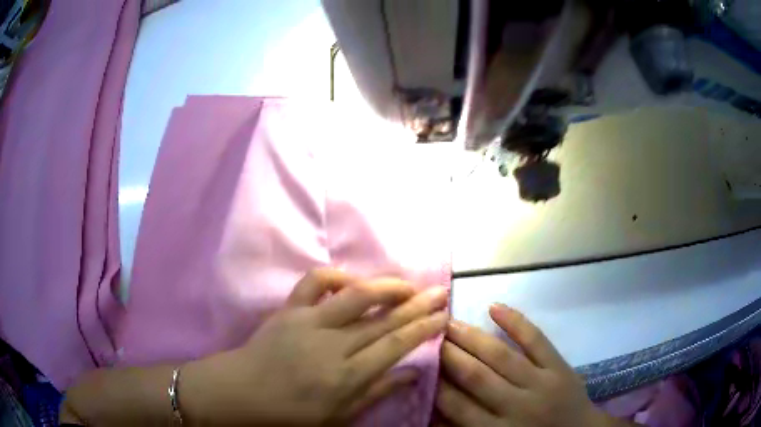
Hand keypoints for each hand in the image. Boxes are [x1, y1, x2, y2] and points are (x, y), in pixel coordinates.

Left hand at [182, 268, 448, 425]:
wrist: (241, 392)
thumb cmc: (290, 413)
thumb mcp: (338, 416)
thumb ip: (376, 393)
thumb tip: (411, 373)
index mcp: (346, 375)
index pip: (395, 345)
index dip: (423, 328)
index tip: (443, 315)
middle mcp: (333, 345)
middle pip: (384, 319)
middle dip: (417, 304)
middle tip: (441, 290)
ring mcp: (309, 322)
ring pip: (356, 295)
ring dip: (386, 286)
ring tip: (408, 284)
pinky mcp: (289, 309)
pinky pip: (314, 282)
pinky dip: (337, 276)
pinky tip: (352, 282)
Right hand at [434, 304, 613, 426]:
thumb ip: (466, 426)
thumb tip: (434, 407)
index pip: (457, 405)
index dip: (436, 383)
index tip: (420, 363)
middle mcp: (516, 406)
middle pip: (476, 376)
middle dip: (449, 354)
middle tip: (427, 334)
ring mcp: (540, 382)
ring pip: (501, 356)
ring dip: (472, 337)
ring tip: (449, 321)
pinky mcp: (559, 366)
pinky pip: (536, 340)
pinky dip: (516, 322)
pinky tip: (494, 307)